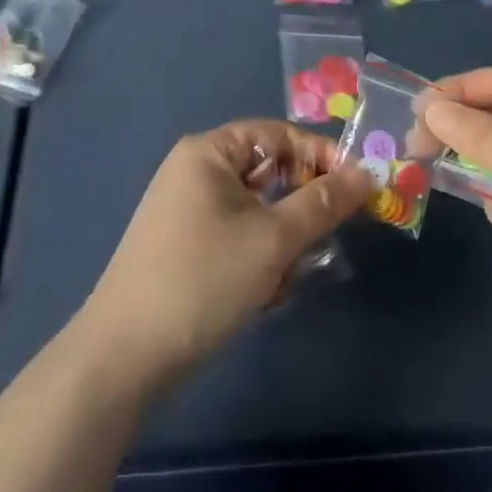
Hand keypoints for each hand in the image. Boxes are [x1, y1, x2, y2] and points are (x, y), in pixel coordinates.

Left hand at [79, 121, 372, 391]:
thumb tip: (366, 174)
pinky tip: (264, 295)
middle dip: (301, 207)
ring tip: (287, 279)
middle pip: (268, 172)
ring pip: (257, 211)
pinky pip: (238, 237)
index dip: (320, 156)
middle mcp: (196, 171)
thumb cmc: (203, 279)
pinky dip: (259, 258)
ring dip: (282, 241)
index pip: (278, 134)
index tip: (357, 188)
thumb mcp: (273, 239)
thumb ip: (323, 203)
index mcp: (209, 152)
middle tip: (327, 239)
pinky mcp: (186, 247)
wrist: (125, 357)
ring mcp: (188, 211)